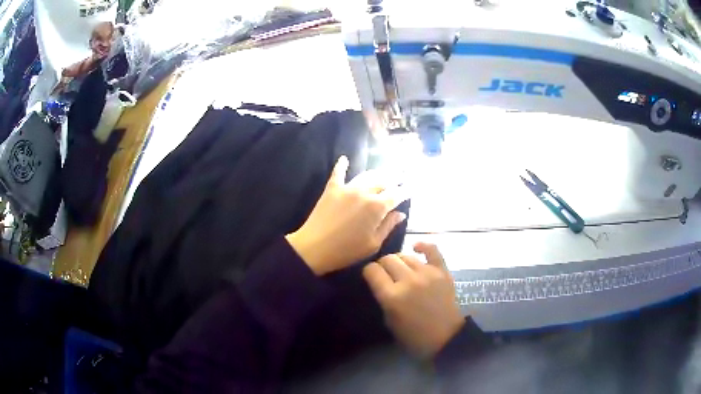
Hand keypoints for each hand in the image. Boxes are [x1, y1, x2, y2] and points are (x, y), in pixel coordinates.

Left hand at [286, 156, 407, 275]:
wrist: (315, 248)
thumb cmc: (347, 251)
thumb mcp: (373, 243)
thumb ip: (388, 226)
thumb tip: (400, 213)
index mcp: (377, 207)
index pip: (396, 195)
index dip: (405, 190)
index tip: (411, 187)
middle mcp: (364, 193)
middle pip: (382, 182)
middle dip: (393, 179)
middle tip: (399, 176)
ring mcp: (347, 188)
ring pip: (365, 176)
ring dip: (376, 173)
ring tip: (382, 172)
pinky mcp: (332, 189)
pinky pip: (338, 173)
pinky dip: (342, 165)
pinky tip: (344, 158)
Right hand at [363, 243, 464, 357]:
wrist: (445, 337)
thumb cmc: (413, 335)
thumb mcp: (389, 321)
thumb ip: (383, 298)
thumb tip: (380, 282)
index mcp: (392, 297)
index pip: (372, 271)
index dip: (369, 272)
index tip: (371, 276)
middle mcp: (408, 281)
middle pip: (388, 259)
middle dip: (382, 265)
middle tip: (386, 274)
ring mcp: (427, 274)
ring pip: (405, 255)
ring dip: (399, 261)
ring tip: (401, 269)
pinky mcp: (442, 271)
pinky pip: (432, 250)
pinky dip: (422, 246)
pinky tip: (416, 248)